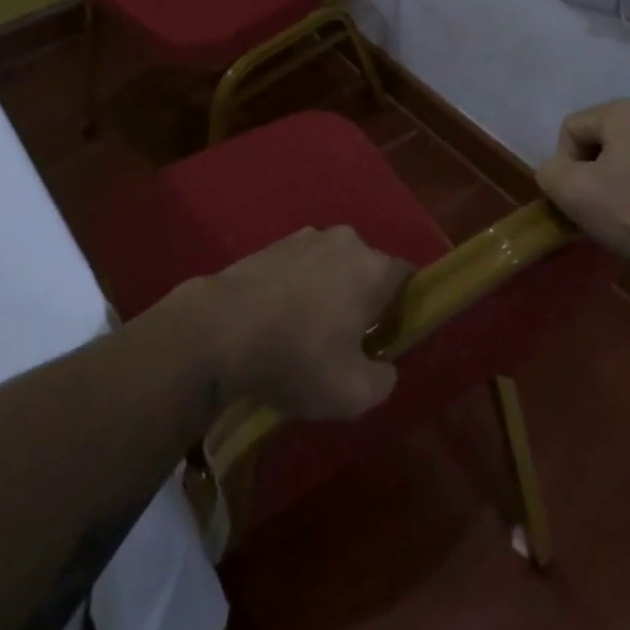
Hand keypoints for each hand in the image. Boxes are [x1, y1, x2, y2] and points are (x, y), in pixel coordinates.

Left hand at [196, 227, 411, 420]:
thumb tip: (384, 366)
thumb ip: (384, 380)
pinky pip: (301, 264)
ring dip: (329, 290)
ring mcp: (306, 236)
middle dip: (363, 298)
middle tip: (347, 339)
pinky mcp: (273, 243)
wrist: (222, 327)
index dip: (403, 306)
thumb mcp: (354, 393)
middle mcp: (345, 241)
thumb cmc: (298, 357)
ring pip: (332, 264)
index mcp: (373, 268)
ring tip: (308, 330)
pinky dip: (299, 285)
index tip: (388, 335)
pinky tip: (280, 318)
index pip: (406, 276)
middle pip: (367, 268)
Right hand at [535, 98, 629, 275]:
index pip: (572, 128)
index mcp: (624, 112)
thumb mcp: (571, 192)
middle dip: (597, 169)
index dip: (565, 164)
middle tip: (601, 206)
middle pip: (606, 139)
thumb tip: (559, 171)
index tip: (578, 196)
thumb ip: (548, 171)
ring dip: (627, 178)